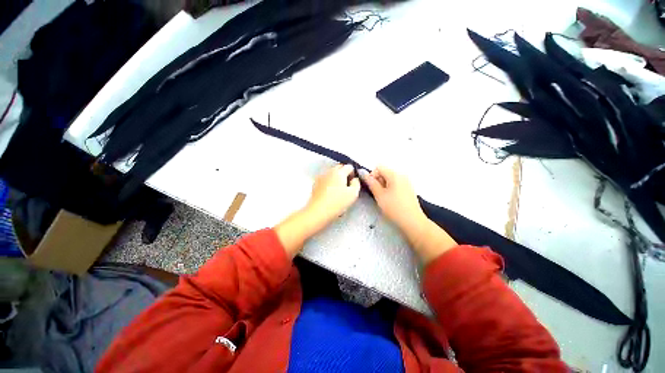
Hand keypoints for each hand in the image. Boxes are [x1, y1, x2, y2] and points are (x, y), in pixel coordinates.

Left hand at [275, 164, 359, 257]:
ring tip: (338, 190)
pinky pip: (325, 179)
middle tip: (347, 186)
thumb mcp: (353, 194)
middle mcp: (329, 171)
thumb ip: (356, 183)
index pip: (349, 166)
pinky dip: (329, 182)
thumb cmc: (337, 203)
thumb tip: (354, 179)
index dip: (353, 174)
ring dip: (336, 178)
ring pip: (331, 173)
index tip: (353, 183)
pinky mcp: (315, 184)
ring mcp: (321, 177)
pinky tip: (330, 193)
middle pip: (339, 167)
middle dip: (345, 174)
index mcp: (339, 172)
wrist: (318, 211)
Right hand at [362, 166, 425, 232]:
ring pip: (389, 178)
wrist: (412, 221)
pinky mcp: (408, 188)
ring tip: (384, 198)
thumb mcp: (379, 195)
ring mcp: (406, 181)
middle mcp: (402, 174)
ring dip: (383, 185)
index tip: (371, 187)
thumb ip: (371, 183)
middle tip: (377, 194)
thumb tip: (363, 172)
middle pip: (385, 171)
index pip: (379, 167)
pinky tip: (391, 199)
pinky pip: (396, 183)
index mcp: (394, 174)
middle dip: (378, 180)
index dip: (372, 175)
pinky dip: (390, 188)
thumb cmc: (394, 208)